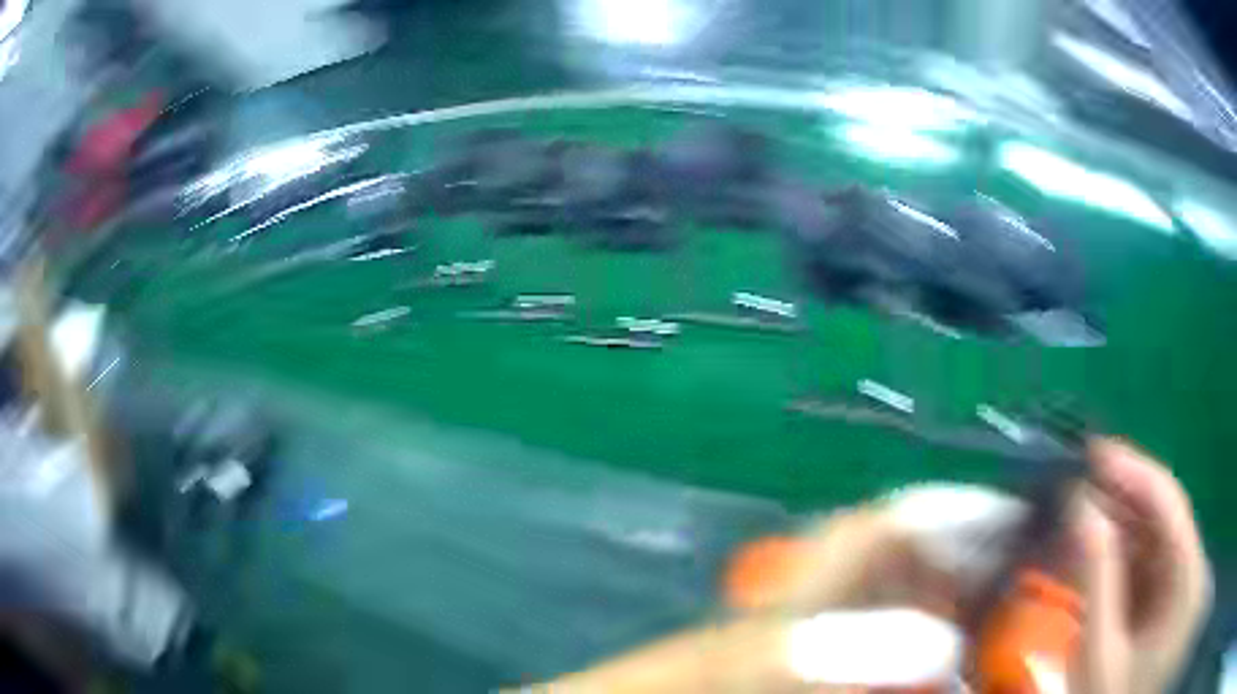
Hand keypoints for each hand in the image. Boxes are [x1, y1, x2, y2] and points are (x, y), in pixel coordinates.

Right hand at [1073, 439, 1212, 693]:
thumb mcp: (1099, 655)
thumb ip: (1096, 582)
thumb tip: (1080, 509)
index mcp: (1186, 577)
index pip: (1168, 504)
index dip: (1135, 471)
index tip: (1094, 452)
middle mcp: (1187, 567)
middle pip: (1160, 516)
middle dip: (1121, 494)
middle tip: (1078, 477)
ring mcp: (1173, 583)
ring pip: (1149, 538)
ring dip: (1115, 523)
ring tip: (1077, 508)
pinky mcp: (1158, 598)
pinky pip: (1140, 563)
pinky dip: (1115, 553)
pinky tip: (1089, 546)